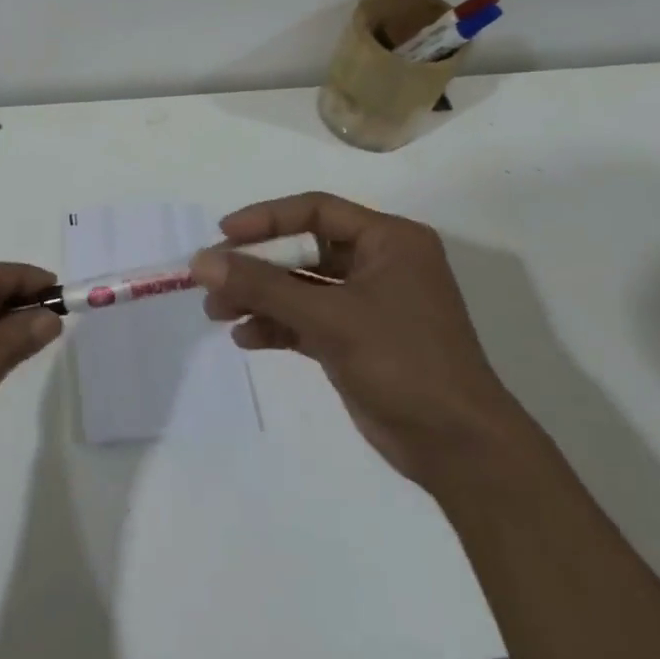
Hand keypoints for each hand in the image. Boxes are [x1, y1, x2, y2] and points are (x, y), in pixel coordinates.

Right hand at [192, 192, 525, 484]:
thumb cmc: (403, 363)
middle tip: (211, 280)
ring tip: (217, 314)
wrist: (458, 448)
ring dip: (259, 298)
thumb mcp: (329, 317)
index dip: (267, 218)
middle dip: (255, 266)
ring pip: (300, 287)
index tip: (223, 235)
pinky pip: (305, 320)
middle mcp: (379, 264)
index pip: (316, 210)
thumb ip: (262, 286)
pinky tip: (246, 338)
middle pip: (303, 250)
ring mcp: (367, 304)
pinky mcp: (356, 340)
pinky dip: (276, 325)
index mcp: (389, 241)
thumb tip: (200, 262)